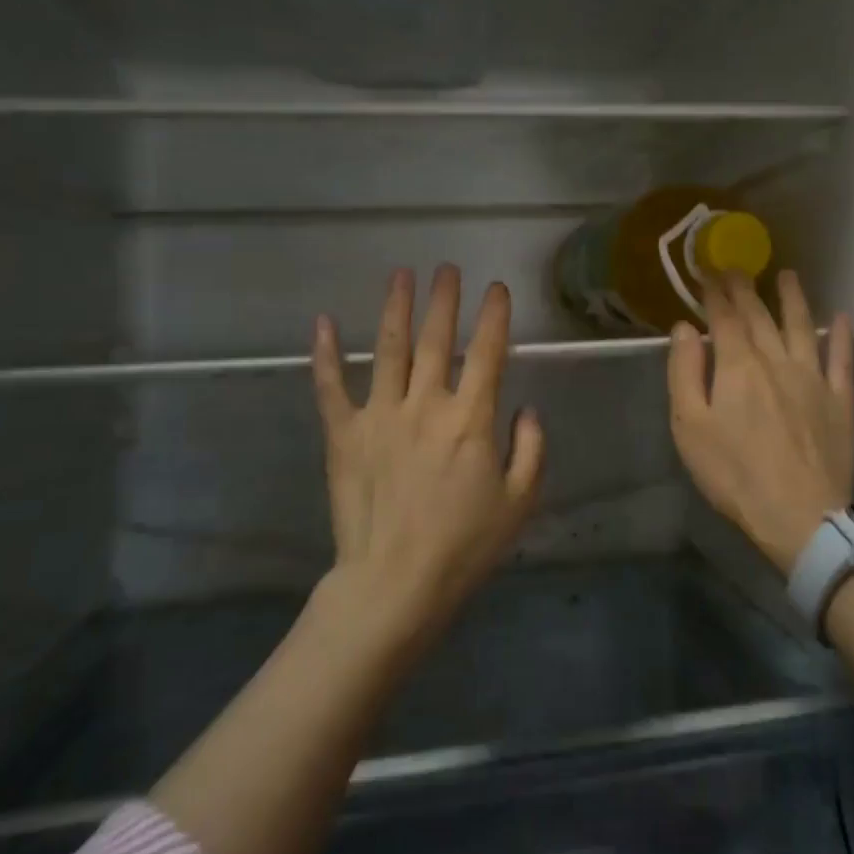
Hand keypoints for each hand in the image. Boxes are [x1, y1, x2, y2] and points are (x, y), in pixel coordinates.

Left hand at [311, 266, 544, 641]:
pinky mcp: (344, 435)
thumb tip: (526, 408)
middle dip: (444, 299)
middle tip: (447, 269)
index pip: (487, 352)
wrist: (394, 585)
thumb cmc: (464, 546)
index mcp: (470, 419)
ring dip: (396, 308)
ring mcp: (380, 416)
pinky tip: (322, 321)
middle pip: (436, 339)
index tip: (496, 287)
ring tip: (401, 274)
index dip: (494, 316)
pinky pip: (331, 387)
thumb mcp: (520, 502)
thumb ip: (530, 448)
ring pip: (388, 349)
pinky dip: (325, 354)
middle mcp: (425, 405)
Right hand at [668, 270, 853, 573]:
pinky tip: (844, 317)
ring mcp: (813, 377)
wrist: (799, 516)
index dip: (714, 293)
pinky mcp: (840, 400)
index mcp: (738, 366)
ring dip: (793, 298)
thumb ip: (685, 372)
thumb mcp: (690, 427)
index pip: (724, 317)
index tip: (707, 271)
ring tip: (788, 275)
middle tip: (737, 267)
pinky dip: (843, 336)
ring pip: (802, 326)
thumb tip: (685, 328)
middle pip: (760, 315)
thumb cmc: (734, 474)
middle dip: (745, 288)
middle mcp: (777, 360)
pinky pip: (843, 359)